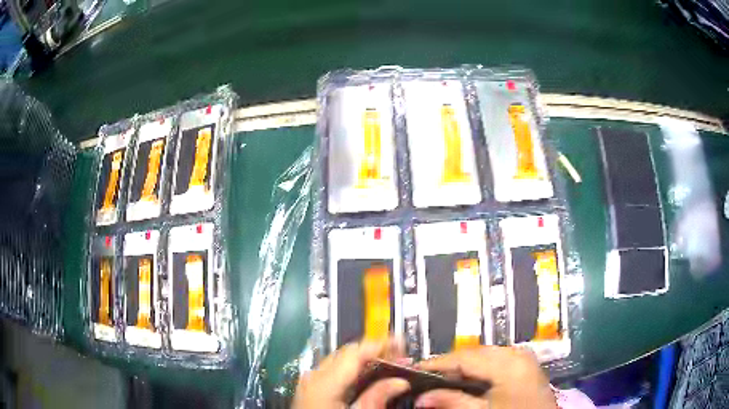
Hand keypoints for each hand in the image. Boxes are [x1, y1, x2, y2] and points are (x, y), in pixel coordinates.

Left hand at [293, 339, 410, 408]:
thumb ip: (377, 398)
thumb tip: (400, 381)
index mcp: (324, 382)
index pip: (355, 353)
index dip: (380, 344)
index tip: (401, 342)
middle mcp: (315, 376)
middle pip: (347, 353)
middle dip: (375, 350)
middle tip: (399, 355)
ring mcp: (310, 381)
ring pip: (341, 360)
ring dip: (365, 359)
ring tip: (388, 364)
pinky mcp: (311, 389)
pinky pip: (334, 370)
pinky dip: (353, 368)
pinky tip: (366, 376)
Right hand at [415, 346, 556, 408]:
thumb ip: (452, 402)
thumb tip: (421, 398)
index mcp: (508, 362)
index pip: (464, 356)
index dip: (436, 363)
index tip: (413, 371)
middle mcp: (517, 354)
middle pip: (473, 354)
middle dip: (448, 366)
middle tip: (425, 378)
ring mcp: (523, 359)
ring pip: (484, 357)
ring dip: (462, 368)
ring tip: (441, 381)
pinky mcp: (525, 368)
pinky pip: (495, 363)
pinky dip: (477, 371)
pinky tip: (466, 383)